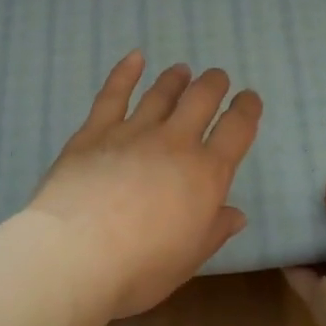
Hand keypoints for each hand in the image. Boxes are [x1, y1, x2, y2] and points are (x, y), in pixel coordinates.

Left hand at [31, 51, 262, 319]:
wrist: (77, 254)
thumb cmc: (141, 268)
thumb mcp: (189, 259)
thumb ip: (214, 231)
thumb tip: (236, 213)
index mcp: (206, 174)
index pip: (237, 130)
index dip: (247, 110)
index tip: (249, 99)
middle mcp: (175, 143)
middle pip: (201, 99)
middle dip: (213, 84)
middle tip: (216, 78)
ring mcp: (133, 132)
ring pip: (161, 93)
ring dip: (175, 79)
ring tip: (181, 70)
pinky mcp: (95, 132)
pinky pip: (113, 94)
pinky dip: (125, 72)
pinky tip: (134, 57)